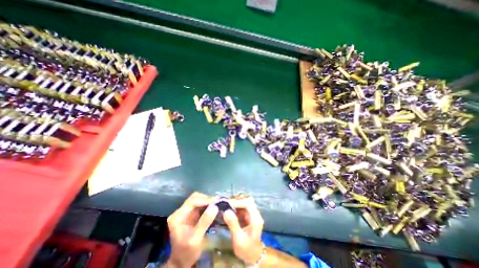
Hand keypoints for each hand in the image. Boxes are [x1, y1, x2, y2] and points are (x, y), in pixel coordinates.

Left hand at [165, 192, 216, 266]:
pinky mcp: (191, 214)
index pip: (192, 202)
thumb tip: (215, 207)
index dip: (204, 200)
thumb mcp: (196, 239)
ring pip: (198, 199)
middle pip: (194, 198)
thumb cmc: (187, 253)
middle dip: (206, 199)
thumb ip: (204, 222)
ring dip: (208, 200)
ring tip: (217, 203)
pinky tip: (214, 207)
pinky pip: (200, 204)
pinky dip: (207, 204)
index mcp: (178, 217)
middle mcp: (180, 212)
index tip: (216, 201)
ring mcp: (185, 212)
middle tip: (218, 202)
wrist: (181, 262)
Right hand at [222, 194, 263, 264]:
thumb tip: (226, 211)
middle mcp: (255, 214)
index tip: (228, 204)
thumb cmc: (246, 249)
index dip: (238, 202)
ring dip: (236, 202)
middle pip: (247, 200)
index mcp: (256, 218)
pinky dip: (235, 206)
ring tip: (226, 204)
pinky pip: (241, 207)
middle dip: (237, 200)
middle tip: (226, 203)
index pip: (248, 204)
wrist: (252, 256)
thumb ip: (233, 224)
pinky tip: (228, 208)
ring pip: (244, 202)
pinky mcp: (247, 216)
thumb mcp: (239, 238)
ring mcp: (251, 214)